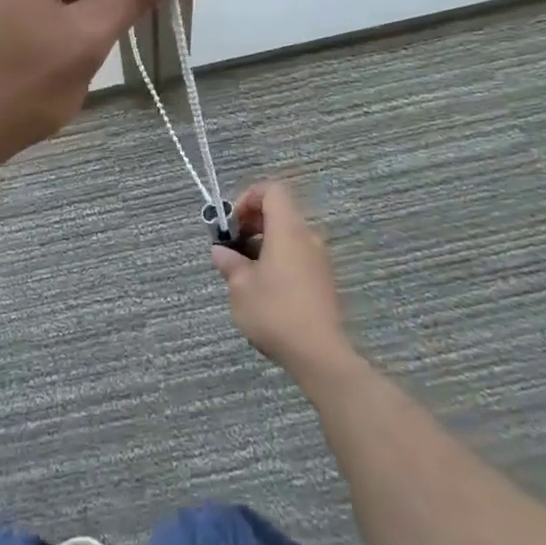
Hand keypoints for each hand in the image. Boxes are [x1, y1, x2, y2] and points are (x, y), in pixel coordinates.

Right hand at [213, 181, 354, 378]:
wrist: (320, 354)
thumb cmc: (275, 312)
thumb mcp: (240, 287)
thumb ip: (229, 263)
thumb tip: (221, 252)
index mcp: (288, 229)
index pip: (271, 190)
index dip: (247, 198)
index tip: (231, 224)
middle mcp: (307, 237)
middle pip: (279, 212)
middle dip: (251, 223)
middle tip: (232, 247)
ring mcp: (319, 259)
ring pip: (288, 236)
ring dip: (263, 244)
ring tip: (244, 272)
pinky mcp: (324, 280)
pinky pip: (297, 255)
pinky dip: (278, 259)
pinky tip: (264, 288)